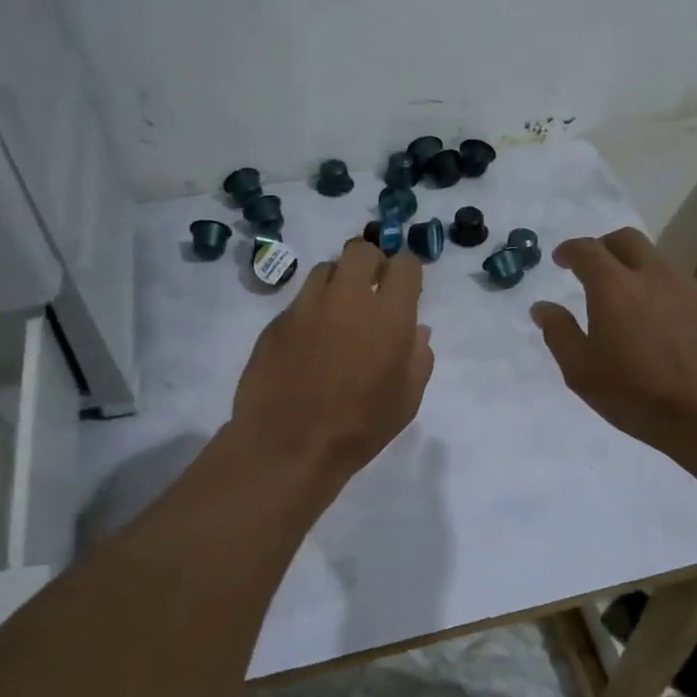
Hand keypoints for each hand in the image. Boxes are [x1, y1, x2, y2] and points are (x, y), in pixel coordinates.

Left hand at [230, 238, 432, 484]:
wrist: (289, 446)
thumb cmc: (360, 427)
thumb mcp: (406, 400)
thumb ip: (419, 357)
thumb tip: (417, 330)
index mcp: (389, 315)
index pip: (404, 264)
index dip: (406, 271)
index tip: (404, 287)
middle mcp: (347, 298)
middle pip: (360, 250)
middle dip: (370, 262)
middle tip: (371, 288)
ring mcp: (307, 306)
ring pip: (326, 269)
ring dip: (338, 283)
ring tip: (338, 314)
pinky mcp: (277, 321)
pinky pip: (300, 300)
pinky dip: (311, 310)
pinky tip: (310, 341)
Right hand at [530, 228, 696, 455]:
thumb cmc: (636, 393)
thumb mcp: (581, 371)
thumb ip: (559, 333)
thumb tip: (542, 307)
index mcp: (613, 286)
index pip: (587, 250)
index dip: (570, 250)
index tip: (559, 260)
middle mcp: (651, 274)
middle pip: (625, 239)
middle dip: (603, 246)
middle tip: (591, 267)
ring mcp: (685, 286)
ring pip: (654, 257)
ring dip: (632, 264)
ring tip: (622, 292)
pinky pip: (674, 279)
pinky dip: (655, 284)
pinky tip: (652, 313)